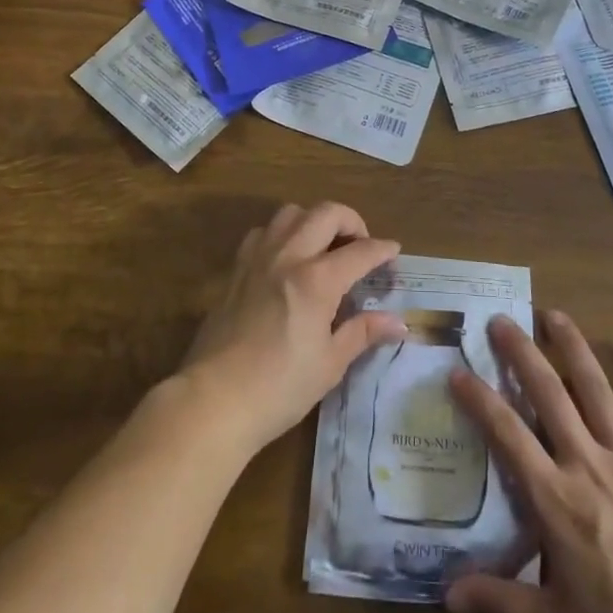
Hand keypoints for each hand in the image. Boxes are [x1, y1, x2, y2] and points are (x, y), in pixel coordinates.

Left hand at [175, 202, 405, 455]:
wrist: (214, 399)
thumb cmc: (279, 388)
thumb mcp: (329, 364)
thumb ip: (362, 333)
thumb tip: (397, 322)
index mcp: (316, 280)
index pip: (359, 251)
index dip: (382, 249)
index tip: (394, 251)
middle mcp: (288, 256)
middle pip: (326, 213)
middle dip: (351, 221)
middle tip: (360, 245)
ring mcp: (258, 258)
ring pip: (291, 213)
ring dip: (314, 220)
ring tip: (323, 246)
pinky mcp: (236, 268)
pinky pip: (263, 231)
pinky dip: (283, 234)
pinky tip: (287, 259)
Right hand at [445, 311, 612, 612]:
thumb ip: (500, 605)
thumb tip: (446, 596)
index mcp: (555, 498)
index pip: (506, 433)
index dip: (479, 399)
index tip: (457, 371)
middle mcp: (586, 461)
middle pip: (547, 392)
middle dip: (520, 351)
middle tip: (500, 320)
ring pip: (594, 386)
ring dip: (571, 346)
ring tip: (553, 315)